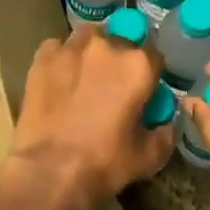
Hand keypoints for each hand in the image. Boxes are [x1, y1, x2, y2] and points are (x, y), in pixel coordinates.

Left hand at [0, 24, 173, 209]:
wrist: (49, 171)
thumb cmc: (104, 163)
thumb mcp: (149, 156)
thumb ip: (165, 132)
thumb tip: (166, 121)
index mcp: (138, 66)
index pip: (154, 57)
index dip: (149, 75)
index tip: (143, 91)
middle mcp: (107, 46)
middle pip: (120, 43)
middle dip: (119, 62)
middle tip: (112, 87)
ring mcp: (72, 48)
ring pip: (88, 38)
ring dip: (91, 52)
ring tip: (85, 76)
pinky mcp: (43, 57)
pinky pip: (58, 48)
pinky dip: (62, 58)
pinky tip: (59, 78)